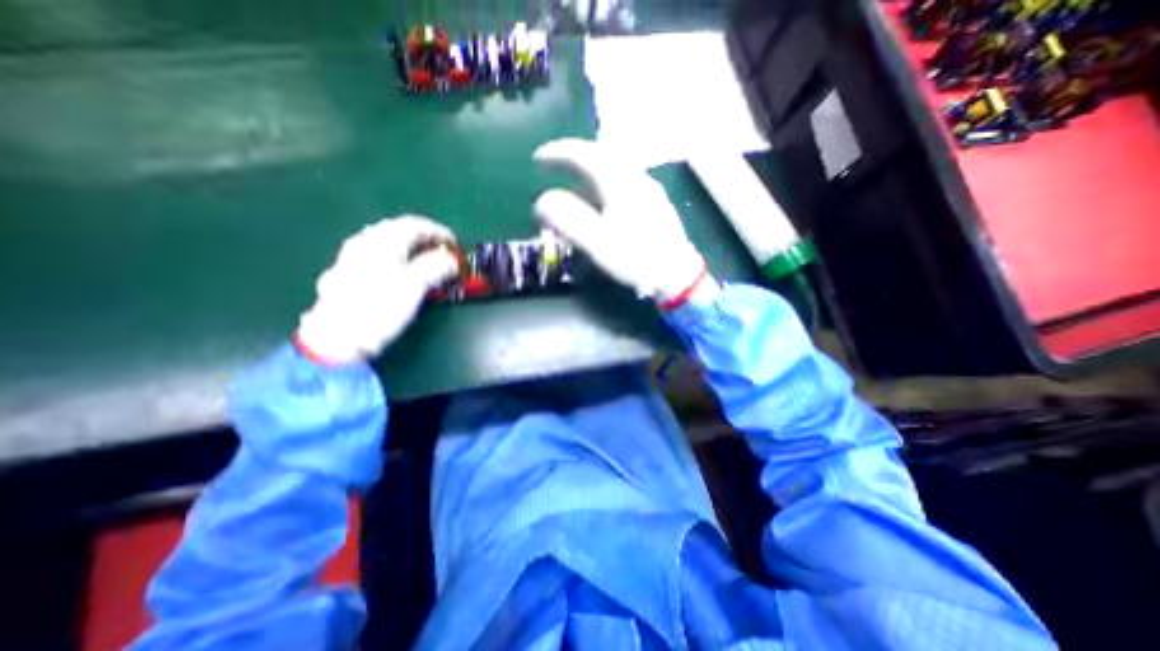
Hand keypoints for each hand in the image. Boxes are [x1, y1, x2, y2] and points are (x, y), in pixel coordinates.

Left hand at [296, 213, 460, 363]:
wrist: (339, 337)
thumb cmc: (380, 308)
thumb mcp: (415, 286)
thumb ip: (436, 267)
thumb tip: (452, 261)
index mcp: (383, 241)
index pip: (416, 225)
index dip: (439, 232)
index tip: (456, 244)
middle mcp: (365, 242)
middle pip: (400, 230)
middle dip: (425, 239)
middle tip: (443, 253)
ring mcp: (353, 256)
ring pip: (387, 242)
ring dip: (410, 248)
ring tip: (426, 261)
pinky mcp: (347, 272)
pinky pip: (378, 255)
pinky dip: (396, 257)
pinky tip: (400, 270)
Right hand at [531, 137, 712, 304]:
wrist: (677, 274)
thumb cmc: (637, 258)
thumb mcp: (598, 243)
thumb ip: (568, 220)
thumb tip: (542, 201)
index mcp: (620, 182)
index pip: (584, 154)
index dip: (557, 153)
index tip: (538, 159)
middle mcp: (635, 177)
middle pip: (599, 157)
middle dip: (573, 161)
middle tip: (553, 169)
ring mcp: (648, 189)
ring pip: (611, 172)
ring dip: (587, 179)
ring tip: (572, 196)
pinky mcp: (654, 203)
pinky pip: (621, 184)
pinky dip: (602, 189)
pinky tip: (599, 207)